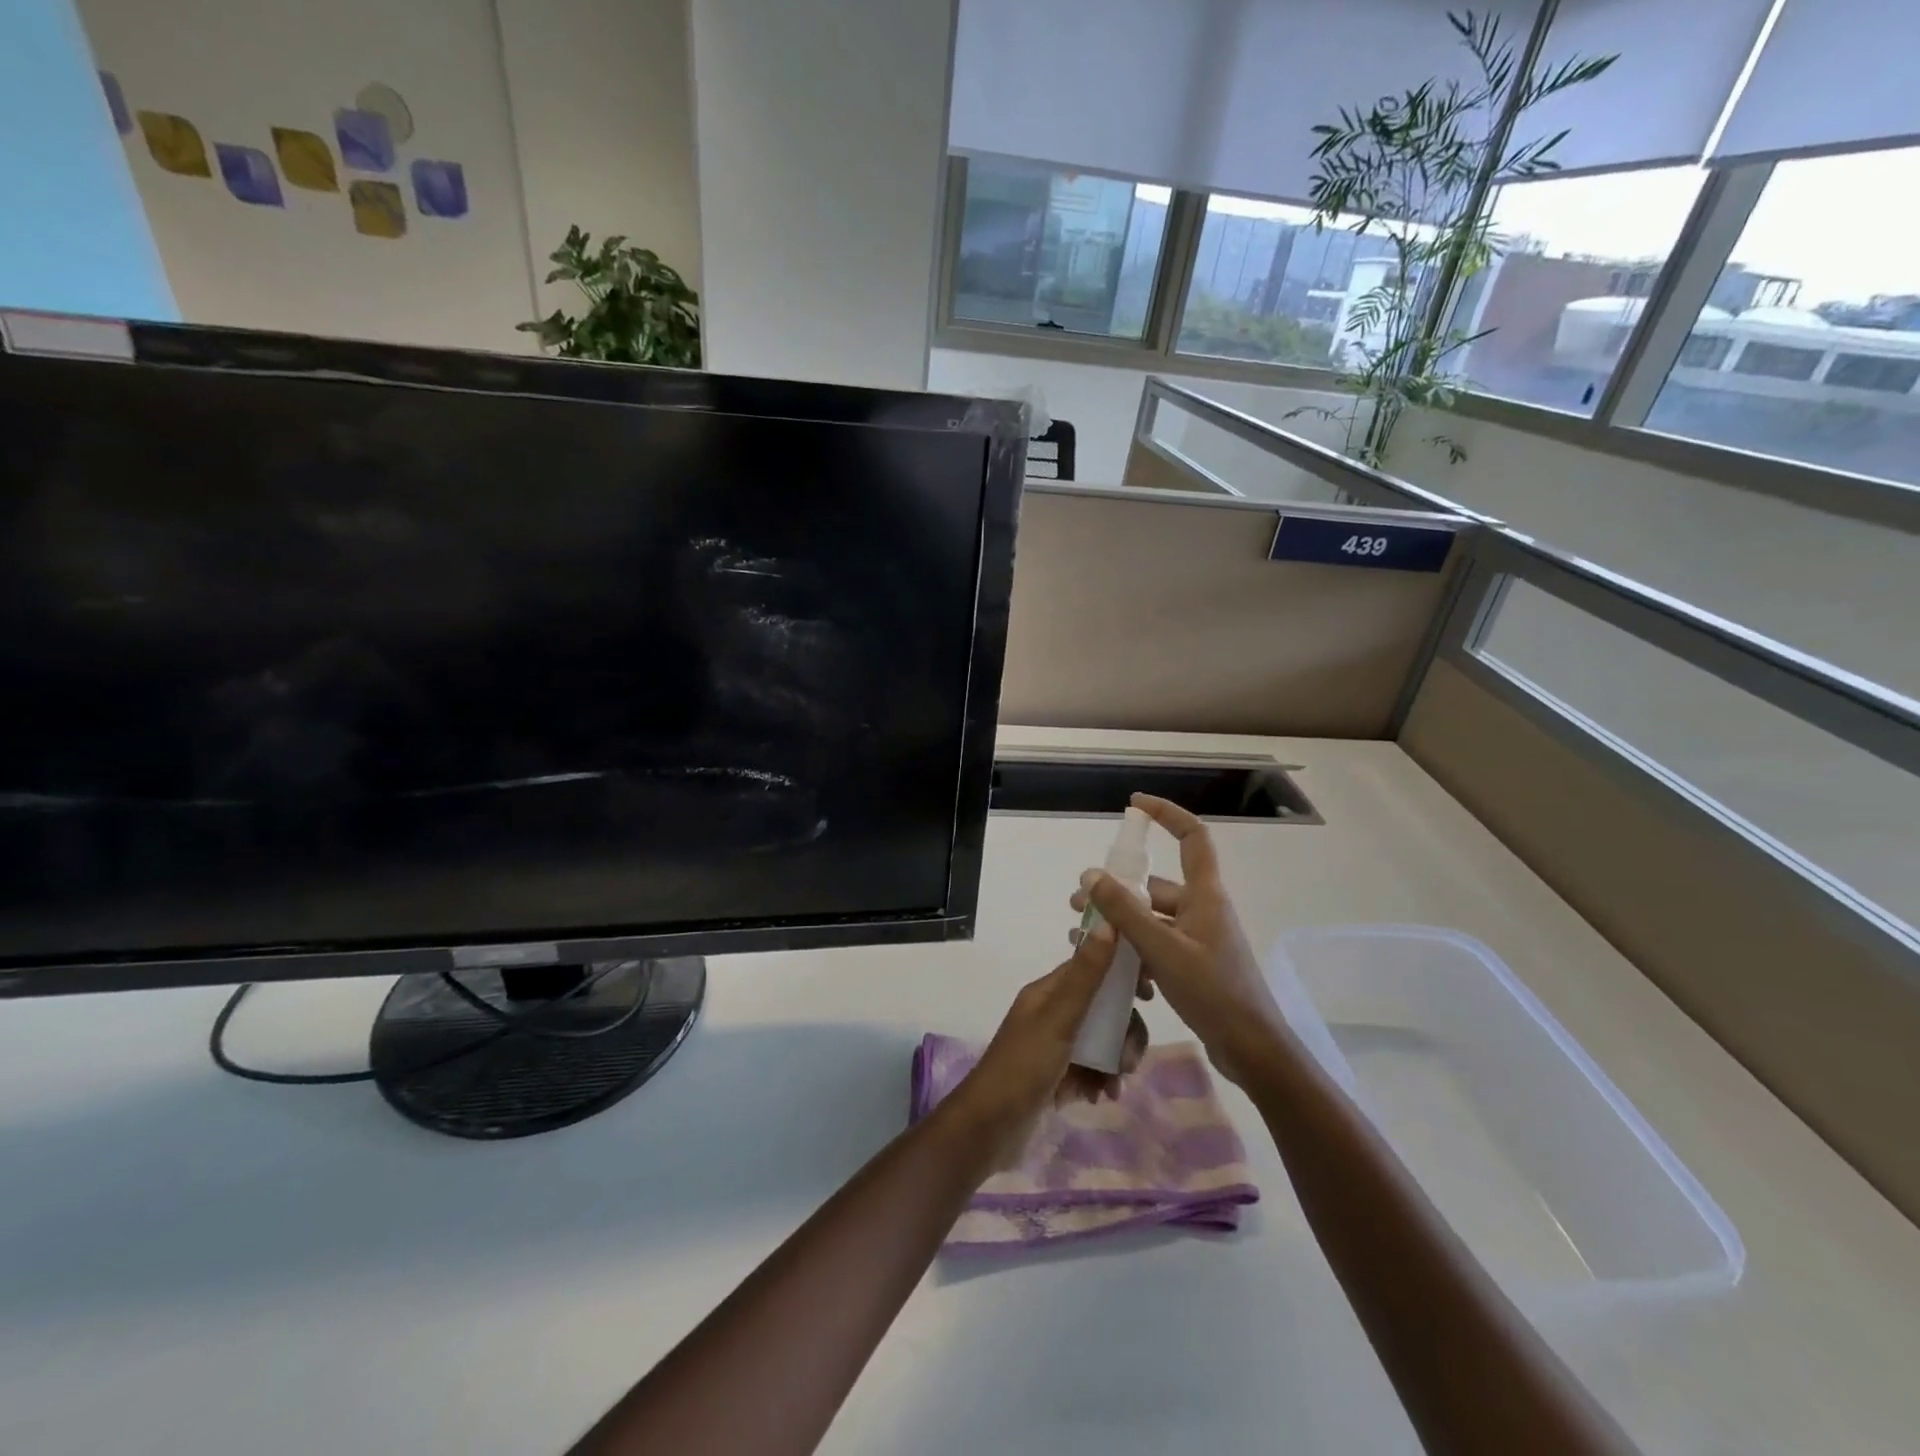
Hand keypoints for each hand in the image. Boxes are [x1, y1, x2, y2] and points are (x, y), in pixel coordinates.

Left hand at [949, 923, 1149, 1162]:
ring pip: (1101, 1041)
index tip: (1150, 995)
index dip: (1122, 975)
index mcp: (1048, 993)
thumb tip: (1110, 922)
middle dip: (1124, 1031)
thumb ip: (1086, 975)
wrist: (988, 1129)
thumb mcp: (1059, 1019)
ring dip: (1115, 1060)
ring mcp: (1054, 1047)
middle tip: (1130, 1059)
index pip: (1092, 968)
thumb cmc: (1023, 1067)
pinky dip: (1102, 1081)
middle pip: (1103, 1009)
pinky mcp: (1057, 1077)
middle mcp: (1052, 1014)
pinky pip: (1092, 1069)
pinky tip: (1101, 1098)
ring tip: (1115, 1083)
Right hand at [1070, 794, 1289, 1087]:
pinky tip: (1115, 976)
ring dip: (1120, 927)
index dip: (1166, 814)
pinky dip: (1135, 955)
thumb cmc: (1213, 992)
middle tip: (1079, 905)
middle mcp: (1202, 909)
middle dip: (1115, 892)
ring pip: (1151, 920)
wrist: (1252, 1050)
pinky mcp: (1193, 965)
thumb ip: (1126, 911)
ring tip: (1084, 940)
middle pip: (1155, 886)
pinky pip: (1157, 947)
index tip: (1134, 805)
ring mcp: (1198, 939)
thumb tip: (1091, 875)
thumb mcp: (1162, 949)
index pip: (1192, 836)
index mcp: (1205, 895)